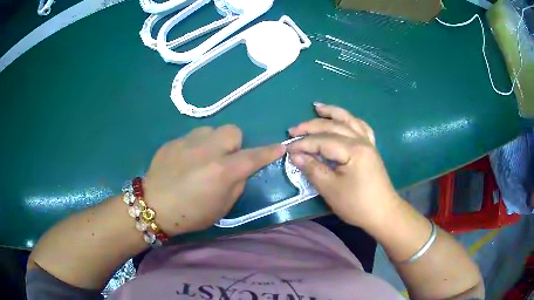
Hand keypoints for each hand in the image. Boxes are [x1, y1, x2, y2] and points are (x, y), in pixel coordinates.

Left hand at [143, 125, 284, 234]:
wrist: (153, 206)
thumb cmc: (190, 214)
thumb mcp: (221, 207)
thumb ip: (236, 184)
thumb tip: (241, 169)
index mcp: (222, 171)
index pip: (253, 156)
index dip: (268, 152)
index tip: (279, 147)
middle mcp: (207, 150)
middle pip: (232, 131)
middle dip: (234, 144)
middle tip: (225, 159)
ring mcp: (187, 142)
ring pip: (211, 130)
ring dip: (213, 142)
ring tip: (203, 158)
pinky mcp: (173, 141)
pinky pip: (192, 137)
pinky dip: (195, 146)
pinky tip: (185, 161)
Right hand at [287, 103, 399, 228]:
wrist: (383, 213)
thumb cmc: (357, 204)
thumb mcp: (331, 190)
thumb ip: (313, 169)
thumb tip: (295, 156)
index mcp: (353, 150)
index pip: (322, 141)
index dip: (303, 144)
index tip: (287, 149)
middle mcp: (361, 141)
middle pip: (333, 126)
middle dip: (311, 126)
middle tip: (293, 130)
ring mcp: (368, 143)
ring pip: (349, 120)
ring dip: (332, 112)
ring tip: (317, 107)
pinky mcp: (371, 149)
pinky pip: (361, 127)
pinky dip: (350, 120)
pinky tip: (344, 119)